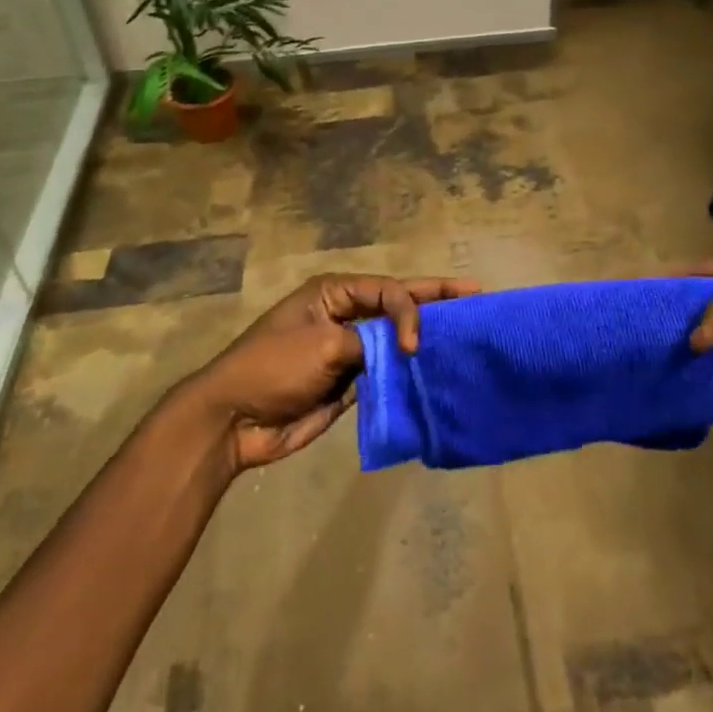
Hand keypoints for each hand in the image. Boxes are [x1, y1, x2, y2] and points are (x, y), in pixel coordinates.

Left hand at [189, 273, 479, 470]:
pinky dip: (411, 373)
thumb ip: (369, 342)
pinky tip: (438, 372)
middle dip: (436, 300)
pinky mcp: (351, 382)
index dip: (411, 309)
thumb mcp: (322, 345)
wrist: (234, 421)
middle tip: (477, 294)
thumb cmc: (273, 368)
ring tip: (468, 334)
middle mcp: (347, 314)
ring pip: (397, 339)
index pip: (388, 290)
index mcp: (335, 292)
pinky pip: (389, 372)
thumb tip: (402, 351)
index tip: (415, 344)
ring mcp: (350, 349)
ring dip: (426, 338)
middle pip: (398, 304)